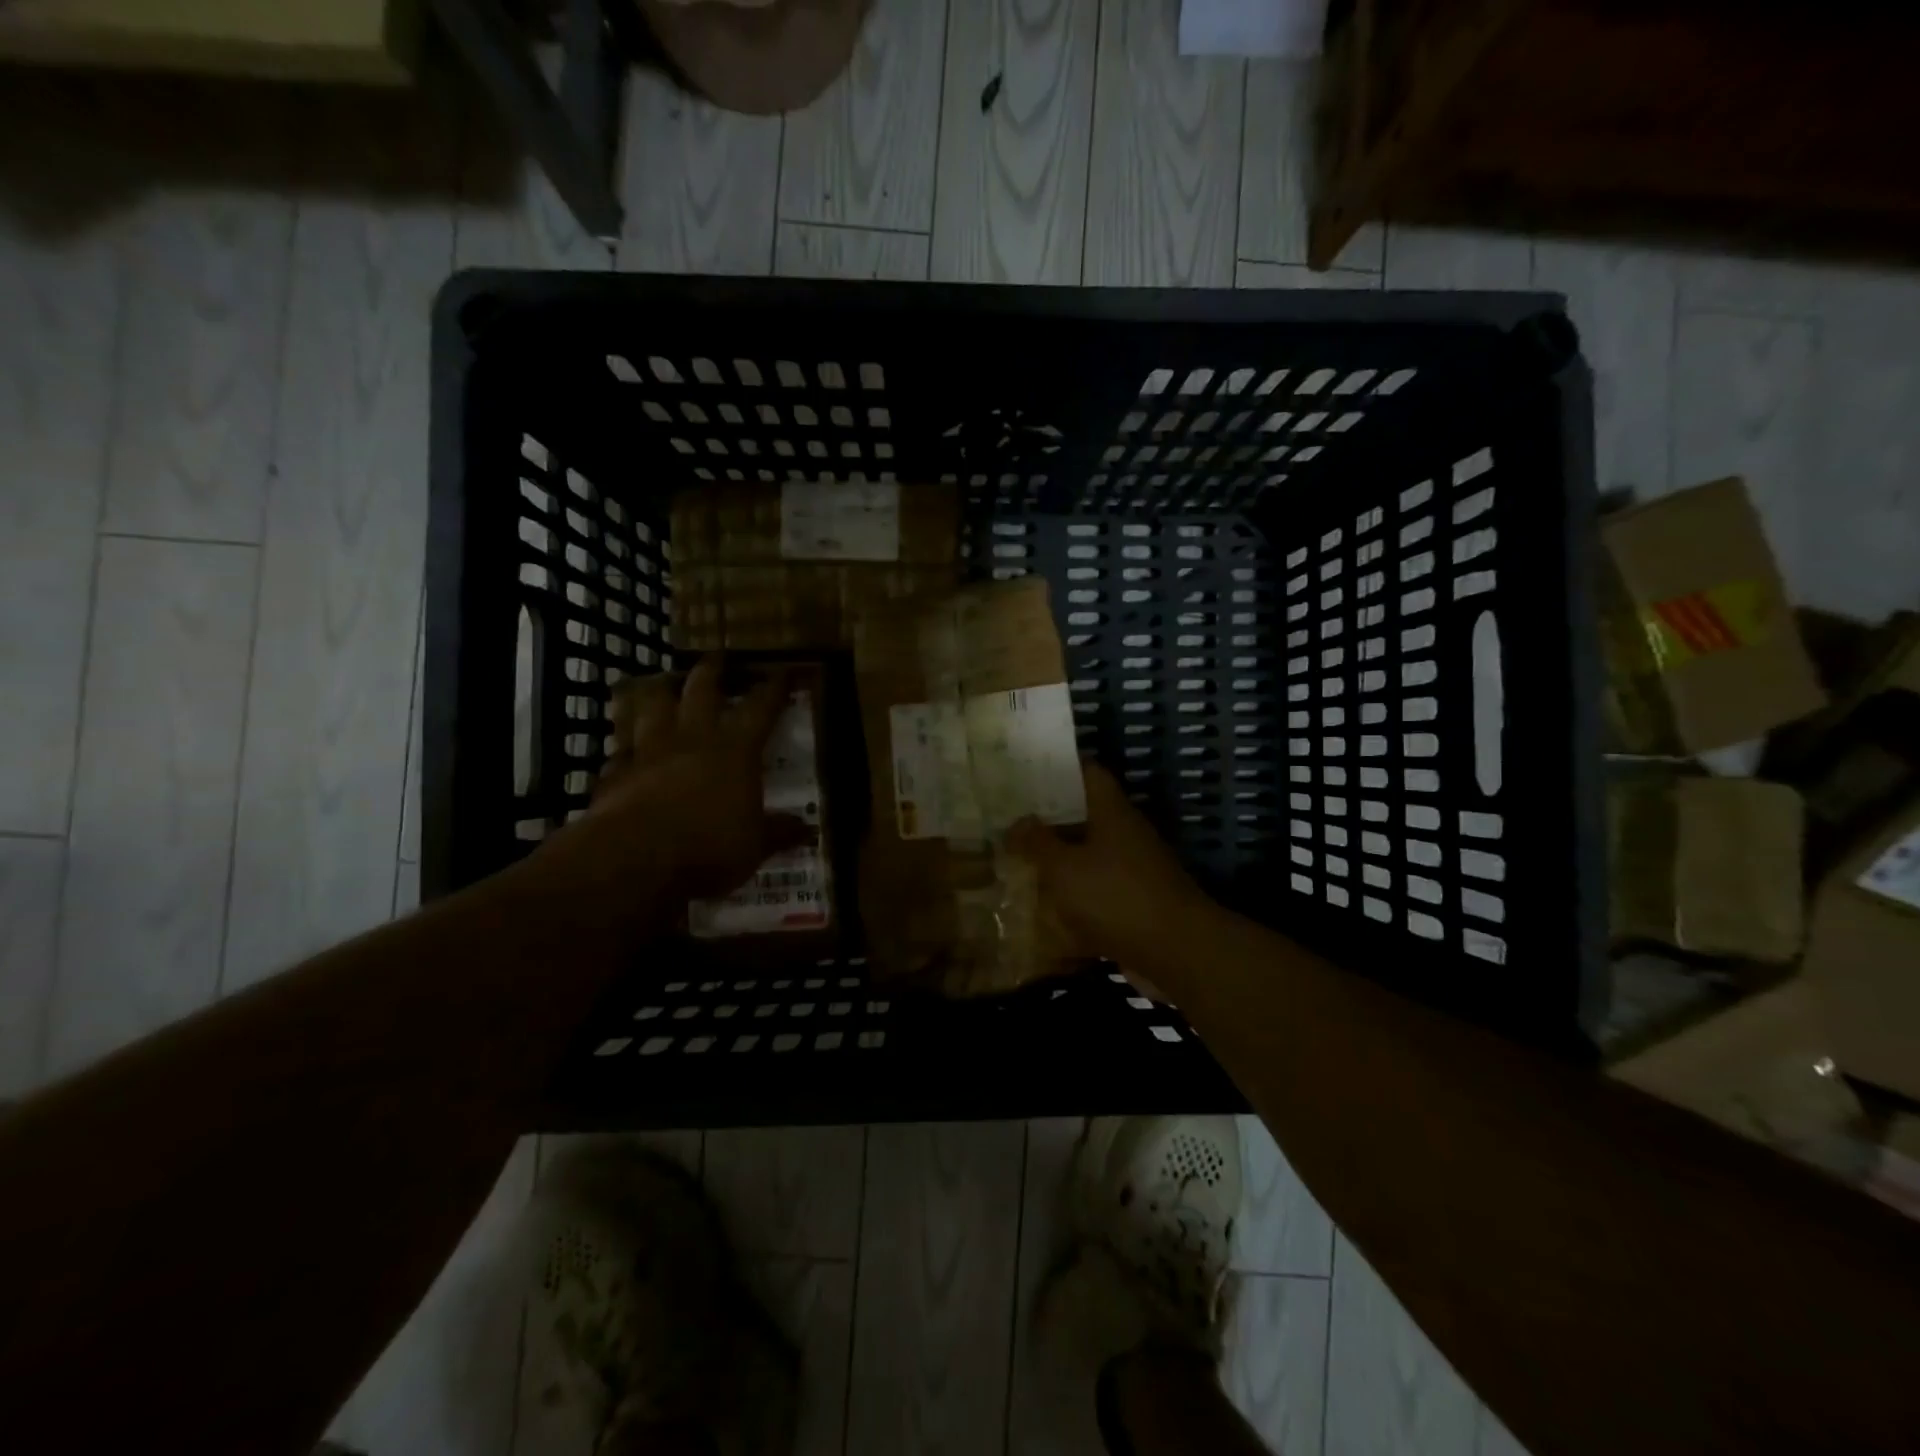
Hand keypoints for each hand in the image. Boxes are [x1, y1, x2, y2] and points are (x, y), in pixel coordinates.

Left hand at [543, 657, 811, 905]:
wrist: (633, 859)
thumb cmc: (708, 848)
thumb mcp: (755, 847)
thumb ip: (779, 833)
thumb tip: (807, 830)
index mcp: (735, 751)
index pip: (760, 709)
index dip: (773, 689)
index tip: (782, 672)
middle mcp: (692, 739)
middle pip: (701, 690)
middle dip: (712, 671)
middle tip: (716, 658)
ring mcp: (648, 752)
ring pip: (652, 707)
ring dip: (660, 693)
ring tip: (664, 685)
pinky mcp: (614, 773)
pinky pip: (619, 750)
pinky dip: (625, 746)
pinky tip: (625, 750)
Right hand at [1005, 764, 1208, 965]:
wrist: (1175, 952)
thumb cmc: (1116, 897)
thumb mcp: (1064, 868)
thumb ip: (1037, 843)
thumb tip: (1017, 822)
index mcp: (1112, 812)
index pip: (1088, 773)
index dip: (1059, 767)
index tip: (1026, 770)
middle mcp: (1126, 833)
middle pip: (1086, 814)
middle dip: (1050, 817)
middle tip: (1011, 818)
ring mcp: (1135, 868)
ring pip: (1090, 853)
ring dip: (1060, 857)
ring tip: (1020, 859)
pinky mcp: (1136, 902)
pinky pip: (1098, 888)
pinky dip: (1074, 893)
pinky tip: (1045, 905)